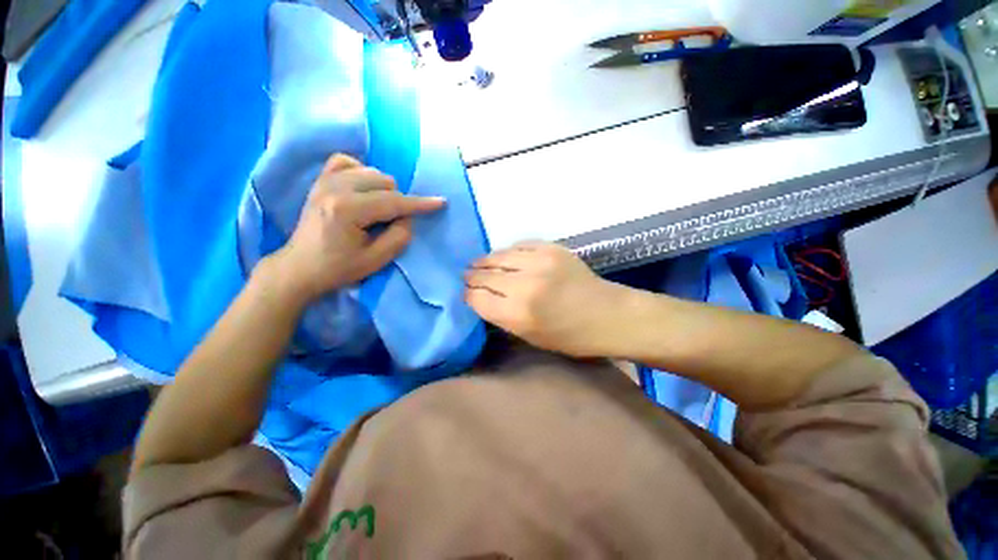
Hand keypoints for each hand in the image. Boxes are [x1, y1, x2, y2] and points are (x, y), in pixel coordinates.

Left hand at [270, 154, 444, 304]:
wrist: (300, 267)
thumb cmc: (339, 268)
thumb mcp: (376, 260)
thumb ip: (399, 236)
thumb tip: (407, 217)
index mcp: (348, 210)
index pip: (394, 202)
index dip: (420, 204)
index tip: (441, 202)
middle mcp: (336, 188)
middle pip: (385, 182)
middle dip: (397, 201)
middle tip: (392, 221)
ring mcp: (325, 181)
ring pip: (371, 171)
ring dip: (383, 189)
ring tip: (378, 208)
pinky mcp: (320, 180)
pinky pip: (347, 162)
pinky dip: (362, 172)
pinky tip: (362, 188)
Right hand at [464, 242, 625, 357]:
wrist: (607, 315)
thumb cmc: (569, 336)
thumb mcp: (529, 336)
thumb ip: (501, 316)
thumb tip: (480, 297)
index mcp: (517, 314)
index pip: (476, 298)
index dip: (468, 295)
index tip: (467, 293)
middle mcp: (524, 285)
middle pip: (484, 275)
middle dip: (472, 276)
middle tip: (468, 276)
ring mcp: (538, 262)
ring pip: (498, 256)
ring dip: (485, 261)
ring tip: (479, 263)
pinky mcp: (551, 248)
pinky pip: (519, 245)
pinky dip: (508, 252)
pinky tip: (506, 257)